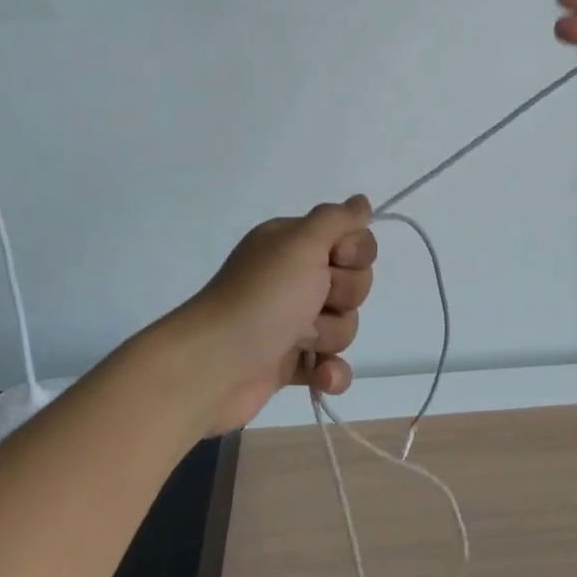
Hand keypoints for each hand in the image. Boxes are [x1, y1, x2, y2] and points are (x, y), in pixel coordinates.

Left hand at [168, 198, 376, 434]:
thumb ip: (337, 218)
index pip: (352, 239)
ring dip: (329, 335)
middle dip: (343, 296)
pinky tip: (320, 375)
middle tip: (313, 301)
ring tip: (300, 341)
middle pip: (354, 283)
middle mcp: (295, 278)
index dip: (354, 253)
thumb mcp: (301, 242)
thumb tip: (362, 202)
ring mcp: (293, 322)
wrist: (214, 366)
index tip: (335, 259)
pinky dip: (330, 372)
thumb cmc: (263, 297)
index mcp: (294, 245)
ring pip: (345, 325)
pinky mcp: (292, 363)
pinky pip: (333, 365)